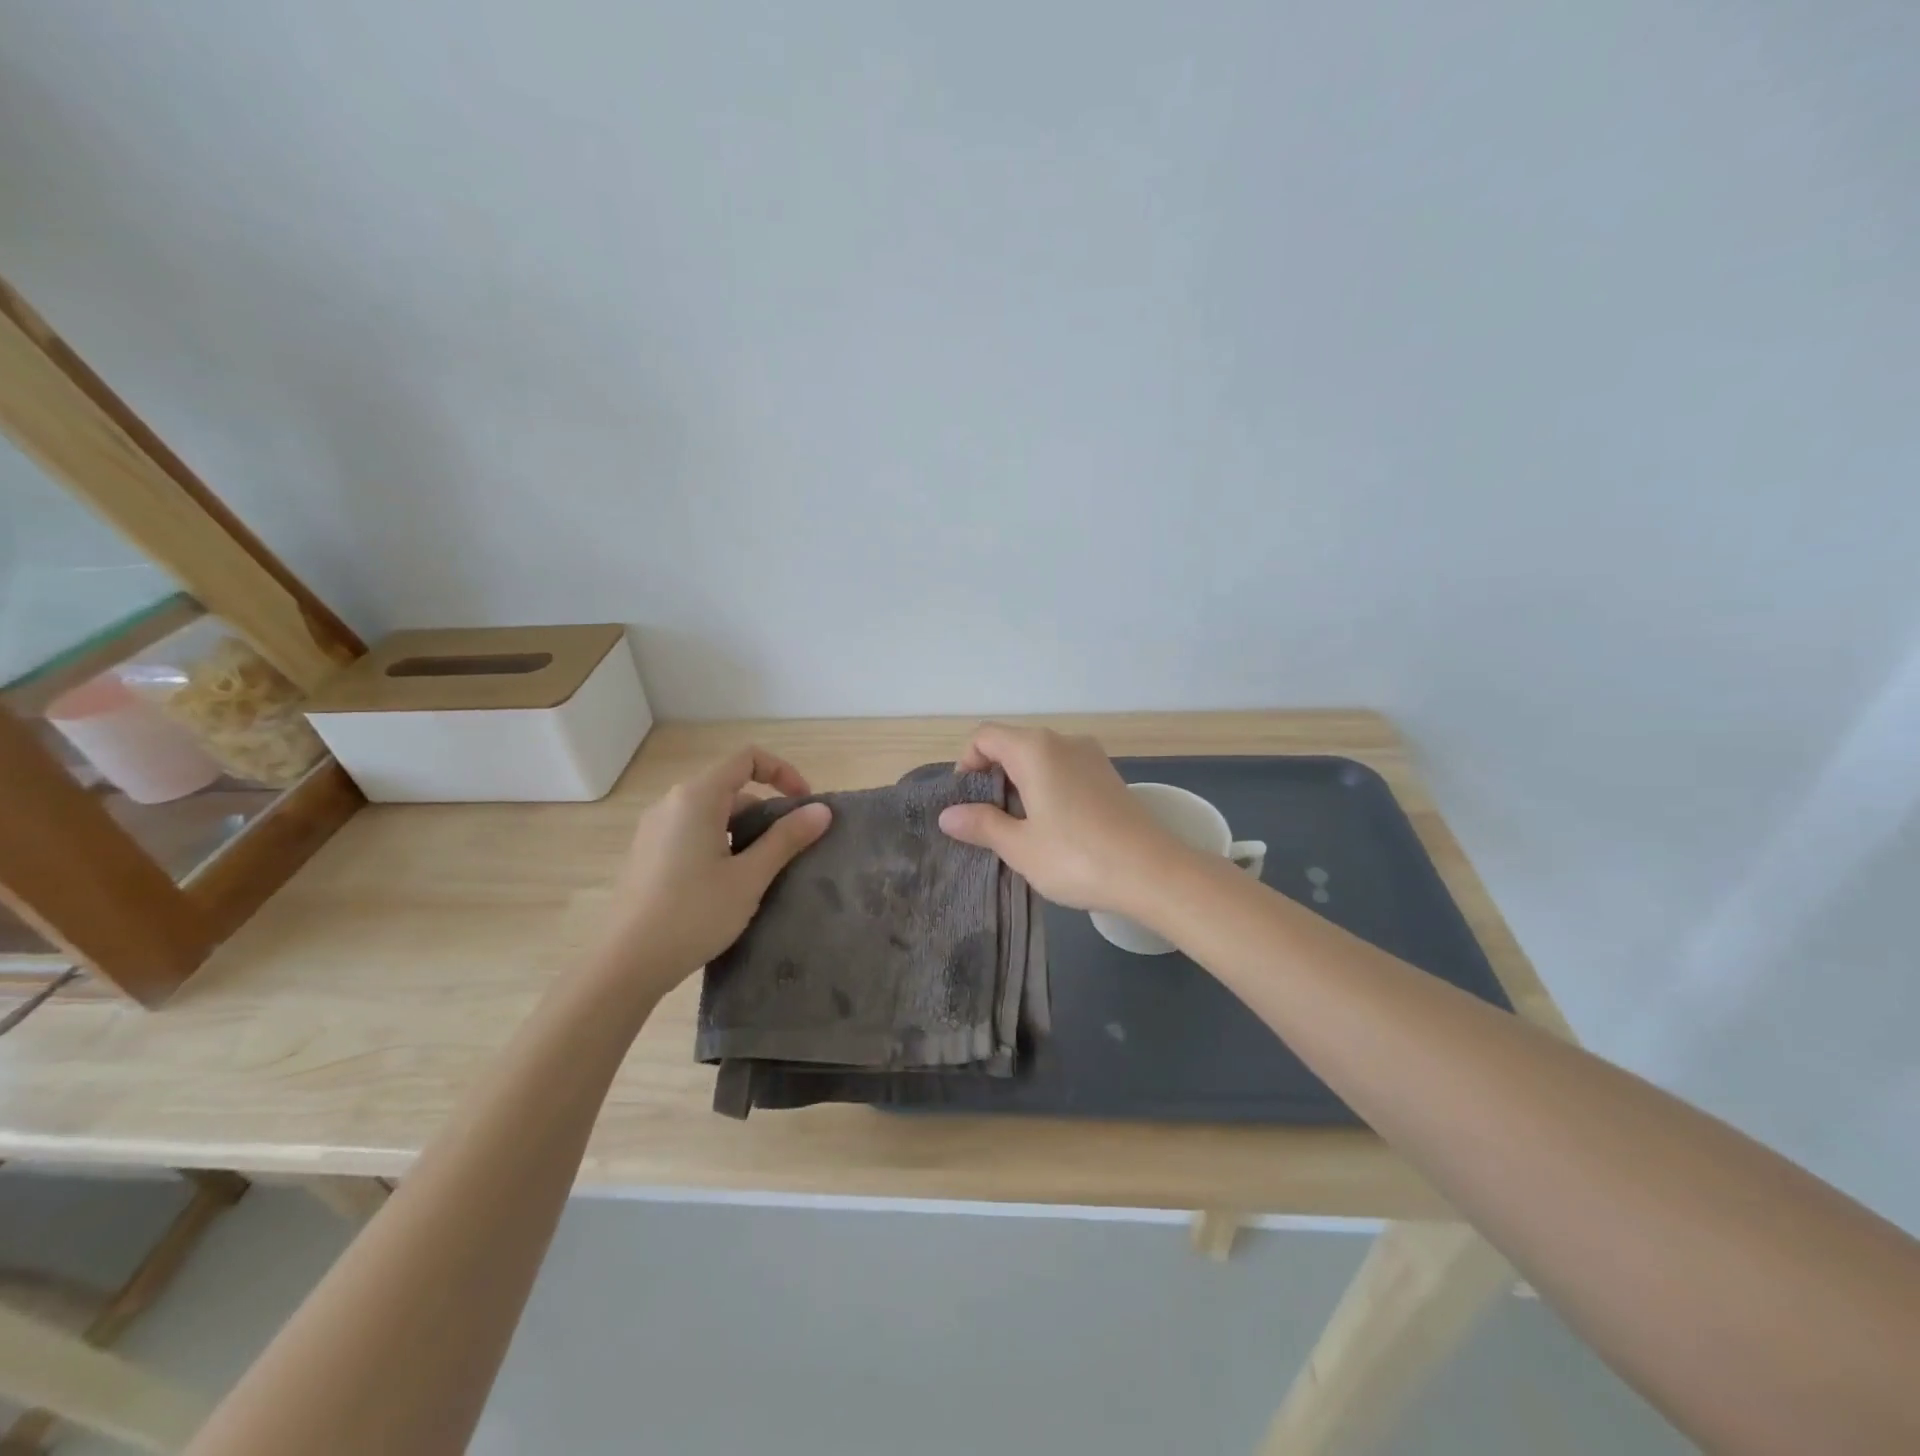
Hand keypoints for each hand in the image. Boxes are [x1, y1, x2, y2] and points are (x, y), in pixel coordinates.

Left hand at [594, 746, 831, 997]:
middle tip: (790, 846)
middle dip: (766, 809)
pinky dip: (720, 842)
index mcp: (696, 797)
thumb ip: (787, 839)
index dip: (783, 772)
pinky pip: (692, 832)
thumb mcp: (750, 877)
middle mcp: (671, 803)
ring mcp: (654, 830)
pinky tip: (727, 884)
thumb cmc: (694, 914)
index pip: (747, 758)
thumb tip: (822, 810)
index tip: (805, 806)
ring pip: (711, 813)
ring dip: (744, 829)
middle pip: (730, 787)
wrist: (626, 964)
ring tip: (763, 869)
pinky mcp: (646, 854)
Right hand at [937, 723, 1186, 915]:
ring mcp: (1091, 757)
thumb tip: (948, 815)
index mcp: (1035, 749)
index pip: (985, 737)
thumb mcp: (1020, 846)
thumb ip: (981, 825)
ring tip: (1018, 829)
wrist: (1154, 873)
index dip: (966, 764)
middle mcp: (1063, 742)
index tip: (965, 803)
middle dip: (992, 777)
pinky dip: (1047, 789)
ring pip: (1040, 759)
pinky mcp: (1109, 776)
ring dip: (1020, 785)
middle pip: (1012, 745)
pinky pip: (1064, 771)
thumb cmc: (1077, 857)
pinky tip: (1053, 828)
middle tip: (987, 822)